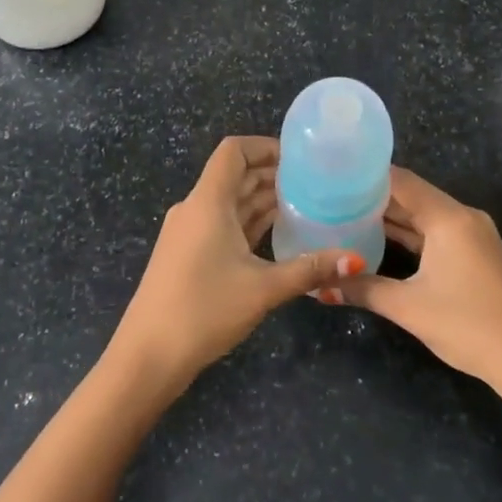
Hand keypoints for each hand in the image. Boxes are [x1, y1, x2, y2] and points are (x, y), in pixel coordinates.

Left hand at [109, 136, 362, 386]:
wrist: (147, 356)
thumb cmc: (204, 310)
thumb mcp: (262, 288)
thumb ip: (309, 269)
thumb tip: (354, 259)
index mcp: (208, 202)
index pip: (234, 151)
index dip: (265, 146)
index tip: (301, 158)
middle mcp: (195, 208)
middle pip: (235, 175)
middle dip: (273, 174)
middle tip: (316, 183)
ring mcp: (189, 232)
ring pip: (231, 202)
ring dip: (263, 200)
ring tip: (307, 206)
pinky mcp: (188, 254)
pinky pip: (223, 224)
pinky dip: (250, 223)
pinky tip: (279, 235)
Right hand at [341, 167, 501, 393]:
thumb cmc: (468, 325)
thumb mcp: (408, 307)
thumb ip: (362, 289)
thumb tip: (318, 286)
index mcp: (448, 218)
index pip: (400, 181)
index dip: (365, 176)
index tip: (331, 176)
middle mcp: (462, 217)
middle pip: (411, 196)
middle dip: (372, 198)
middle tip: (329, 198)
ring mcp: (472, 236)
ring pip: (423, 217)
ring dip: (389, 218)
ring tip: (344, 216)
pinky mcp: (475, 256)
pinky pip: (435, 234)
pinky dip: (409, 235)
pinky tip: (378, 241)